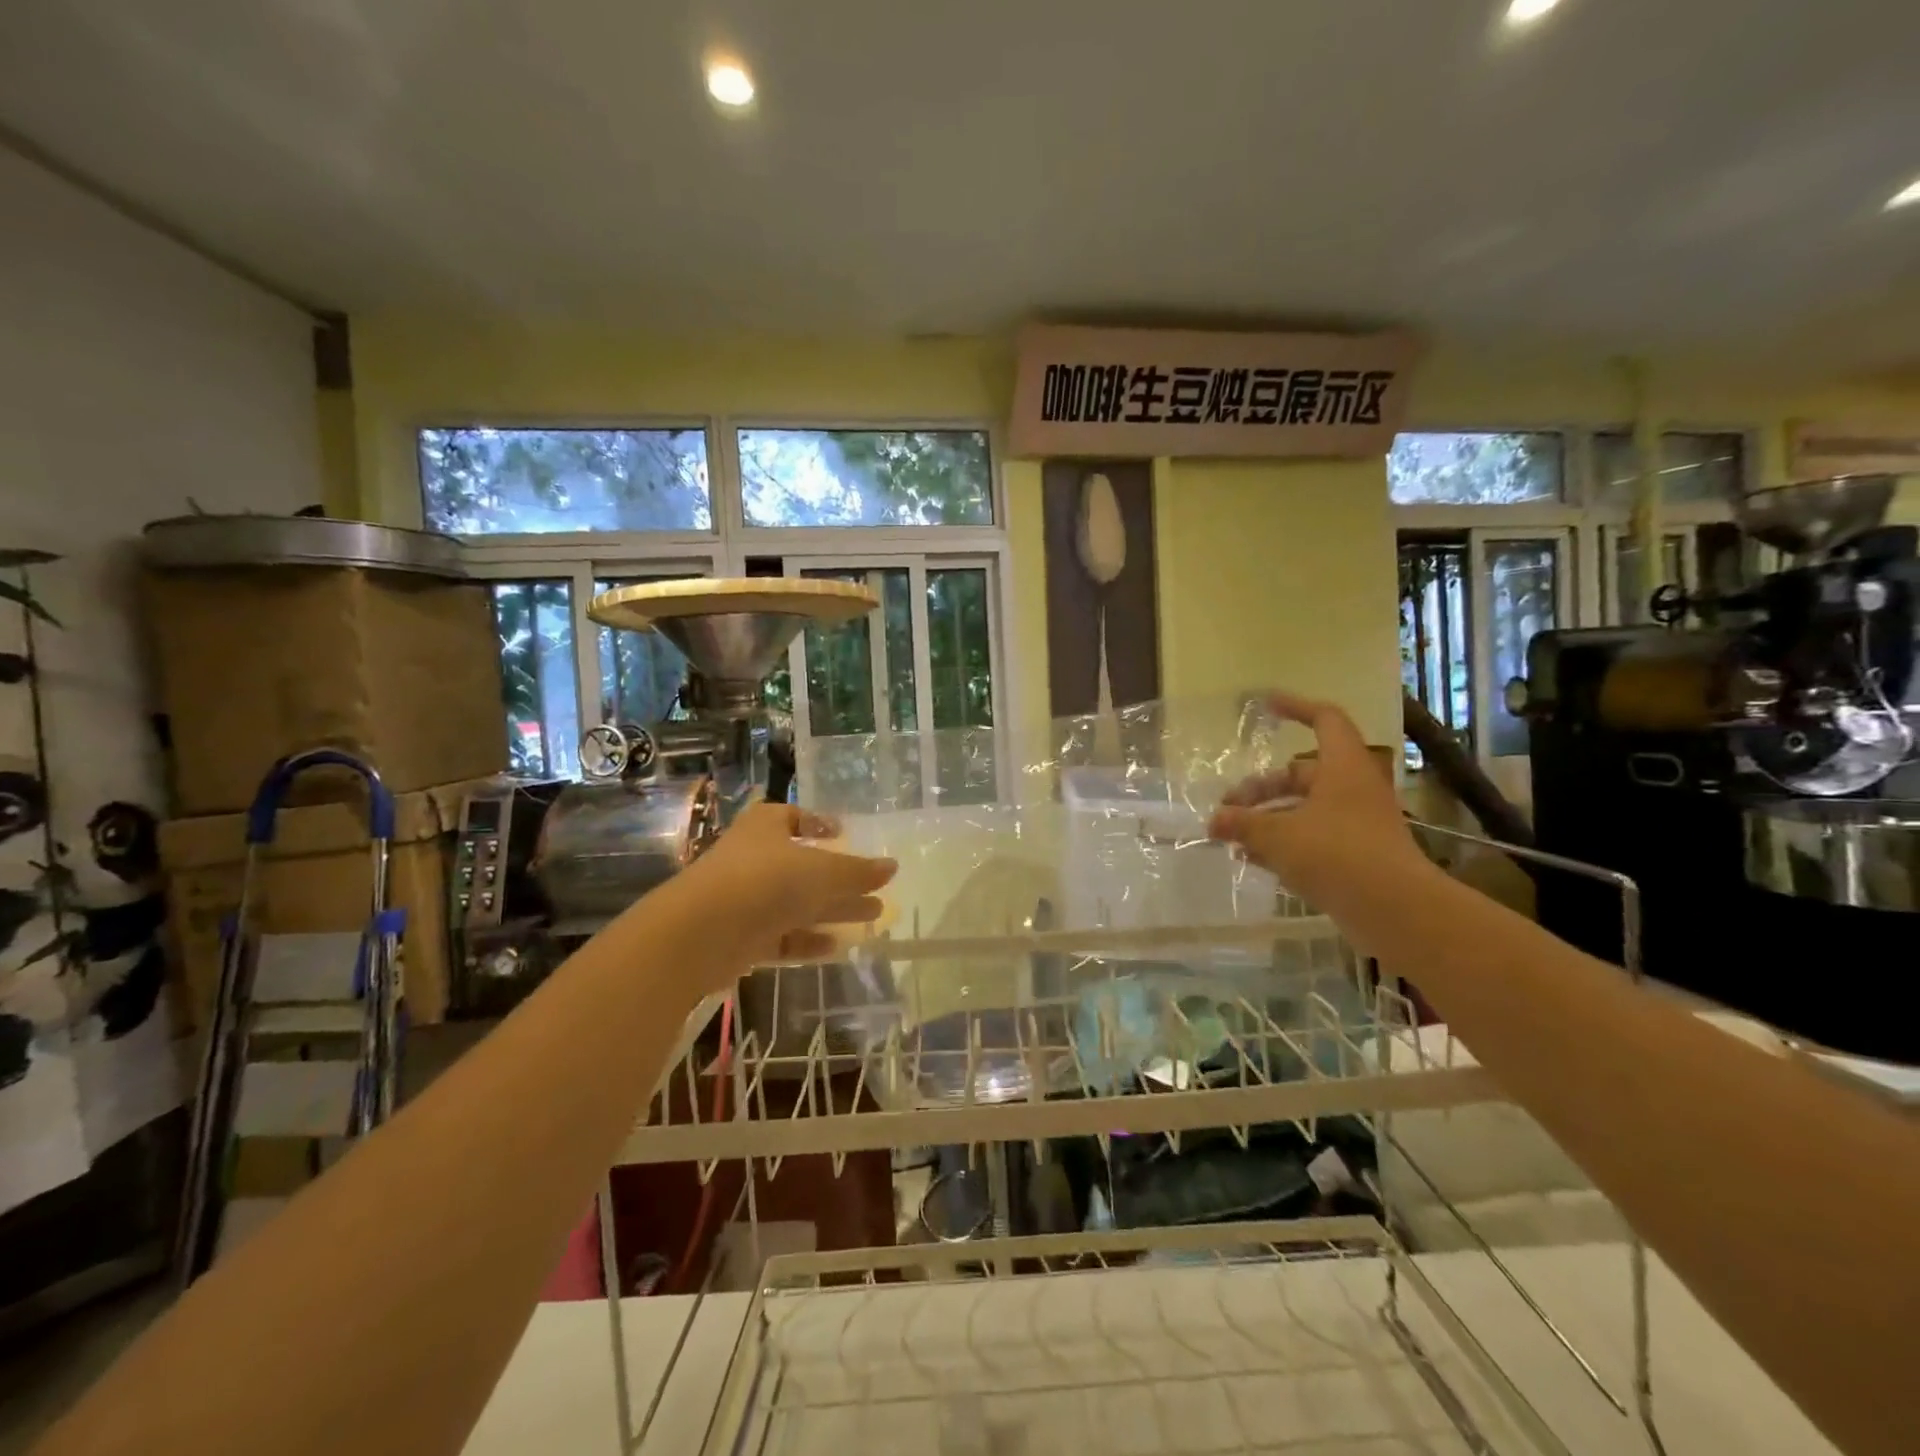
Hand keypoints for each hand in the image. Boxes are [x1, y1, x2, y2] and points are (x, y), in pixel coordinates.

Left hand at [677, 801, 897, 969]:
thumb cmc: (765, 881)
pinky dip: (807, 940)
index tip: (844, 834)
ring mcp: (744, 900)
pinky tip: (837, 948)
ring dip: (832, 910)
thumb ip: (857, 871)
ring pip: (796, 903)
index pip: (793, 817)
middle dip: (840, 878)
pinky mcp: (740, 938)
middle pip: (803, 866)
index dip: (818, 823)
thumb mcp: (821, 871)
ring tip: (872, 918)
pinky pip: (781, 936)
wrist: (701, 932)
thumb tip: (892, 866)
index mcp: (766, 827)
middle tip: (875, 890)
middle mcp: (753, 859)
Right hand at [1208, 691, 1423, 909]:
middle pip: (1301, 774)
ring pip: (1304, 810)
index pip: (1324, 720)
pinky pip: (1313, 838)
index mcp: (1343, 768)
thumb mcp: (1278, 835)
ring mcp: (1357, 824)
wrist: (1395, 910)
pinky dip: (1283, 843)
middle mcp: (1352, 789)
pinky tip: (1252, 859)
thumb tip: (1213, 821)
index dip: (1296, 708)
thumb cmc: (1336, 854)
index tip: (1266, 706)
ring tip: (1232, 837)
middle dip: (1261, 788)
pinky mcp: (1357, 856)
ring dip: (1267, 819)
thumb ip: (1242, 824)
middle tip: (1228, 806)